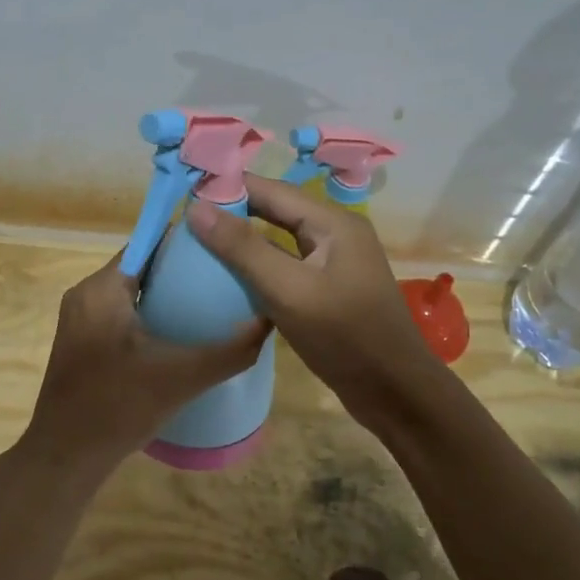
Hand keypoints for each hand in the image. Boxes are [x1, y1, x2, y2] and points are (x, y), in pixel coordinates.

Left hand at [18, 253, 269, 475]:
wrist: (65, 458)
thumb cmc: (119, 407)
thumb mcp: (182, 377)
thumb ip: (230, 351)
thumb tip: (270, 321)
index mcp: (102, 289)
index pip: (148, 243)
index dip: (186, 242)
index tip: (222, 248)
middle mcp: (85, 294)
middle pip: (140, 266)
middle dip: (180, 270)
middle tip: (224, 279)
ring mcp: (78, 320)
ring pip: (130, 292)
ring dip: (165, 294)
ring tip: (209, 304)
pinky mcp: (80, 343)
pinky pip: (119, 313)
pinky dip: (148, 315)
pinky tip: (178, 335)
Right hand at [186, 174, 436, 423]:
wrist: (394, 391)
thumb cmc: (344, 336)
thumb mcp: (288, 290)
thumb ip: (243, 248)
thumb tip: (197, 208)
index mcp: (333, 222)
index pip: (271, 190)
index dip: (229, 187)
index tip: (185, 193)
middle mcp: (335, 233)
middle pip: (276, 211)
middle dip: (233, 212)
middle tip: (186, 220)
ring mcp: (334, 262)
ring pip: (280, 239)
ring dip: (243, 240)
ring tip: (199, 244)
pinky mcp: (328, 289)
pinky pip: (286, 265)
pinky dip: (258, 266)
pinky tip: (229, 277)